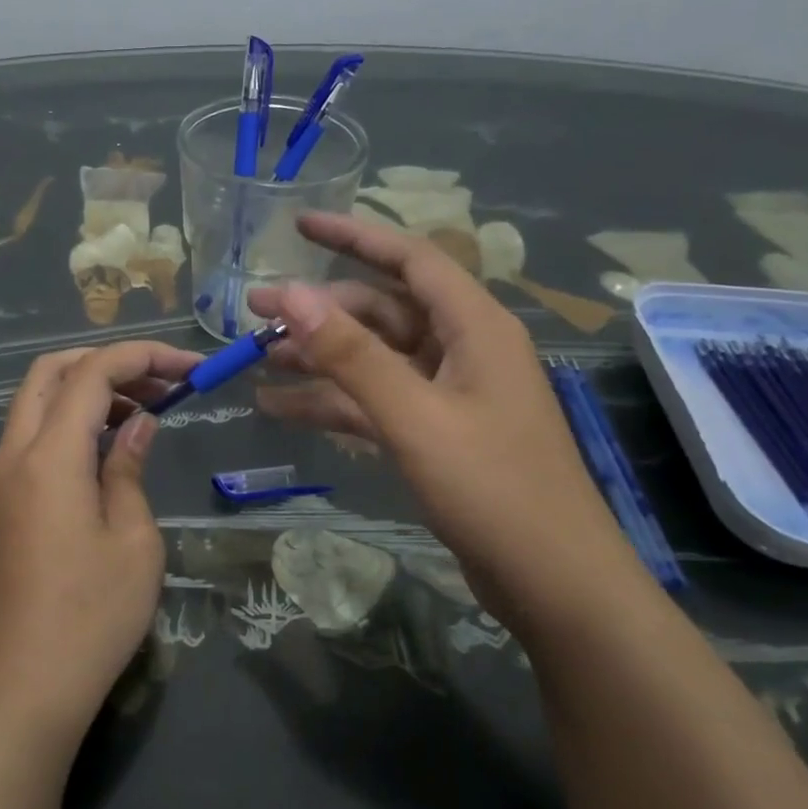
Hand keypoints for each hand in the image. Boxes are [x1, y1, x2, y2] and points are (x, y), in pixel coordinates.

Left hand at [0, 340, 202, 735]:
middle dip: (108, 361)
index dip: (143, 357)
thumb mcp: (133, 538)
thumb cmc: (91, 615)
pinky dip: (70, 420)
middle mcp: (14, 453)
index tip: (191, 367)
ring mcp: (1, 477)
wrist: (24, 685)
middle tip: (161, 382)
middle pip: (51, 371)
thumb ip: (129, 467)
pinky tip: (110, 446)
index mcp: (48, 455)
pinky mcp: (3, 501)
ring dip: (88, 389)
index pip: (92, 372)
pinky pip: (33, 435)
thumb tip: (139, 424)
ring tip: (146, 409)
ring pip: (37, 401)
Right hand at [247, 212, 638, 628]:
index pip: (409, 258)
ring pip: (372, 357)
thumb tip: (290, 294)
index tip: (299, 224)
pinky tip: (279, 409)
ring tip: (256, 358)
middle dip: (318, 310)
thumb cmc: (493, 489)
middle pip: (381, 310)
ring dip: (318, 357)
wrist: (553, 584)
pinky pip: (374, 401)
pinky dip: (331, 402)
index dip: (354, 236)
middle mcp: (462, 349)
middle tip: (254, 313)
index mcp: (474, 327)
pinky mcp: (436, 432)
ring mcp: (448, 393)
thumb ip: (351, 354)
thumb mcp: (414, 417)